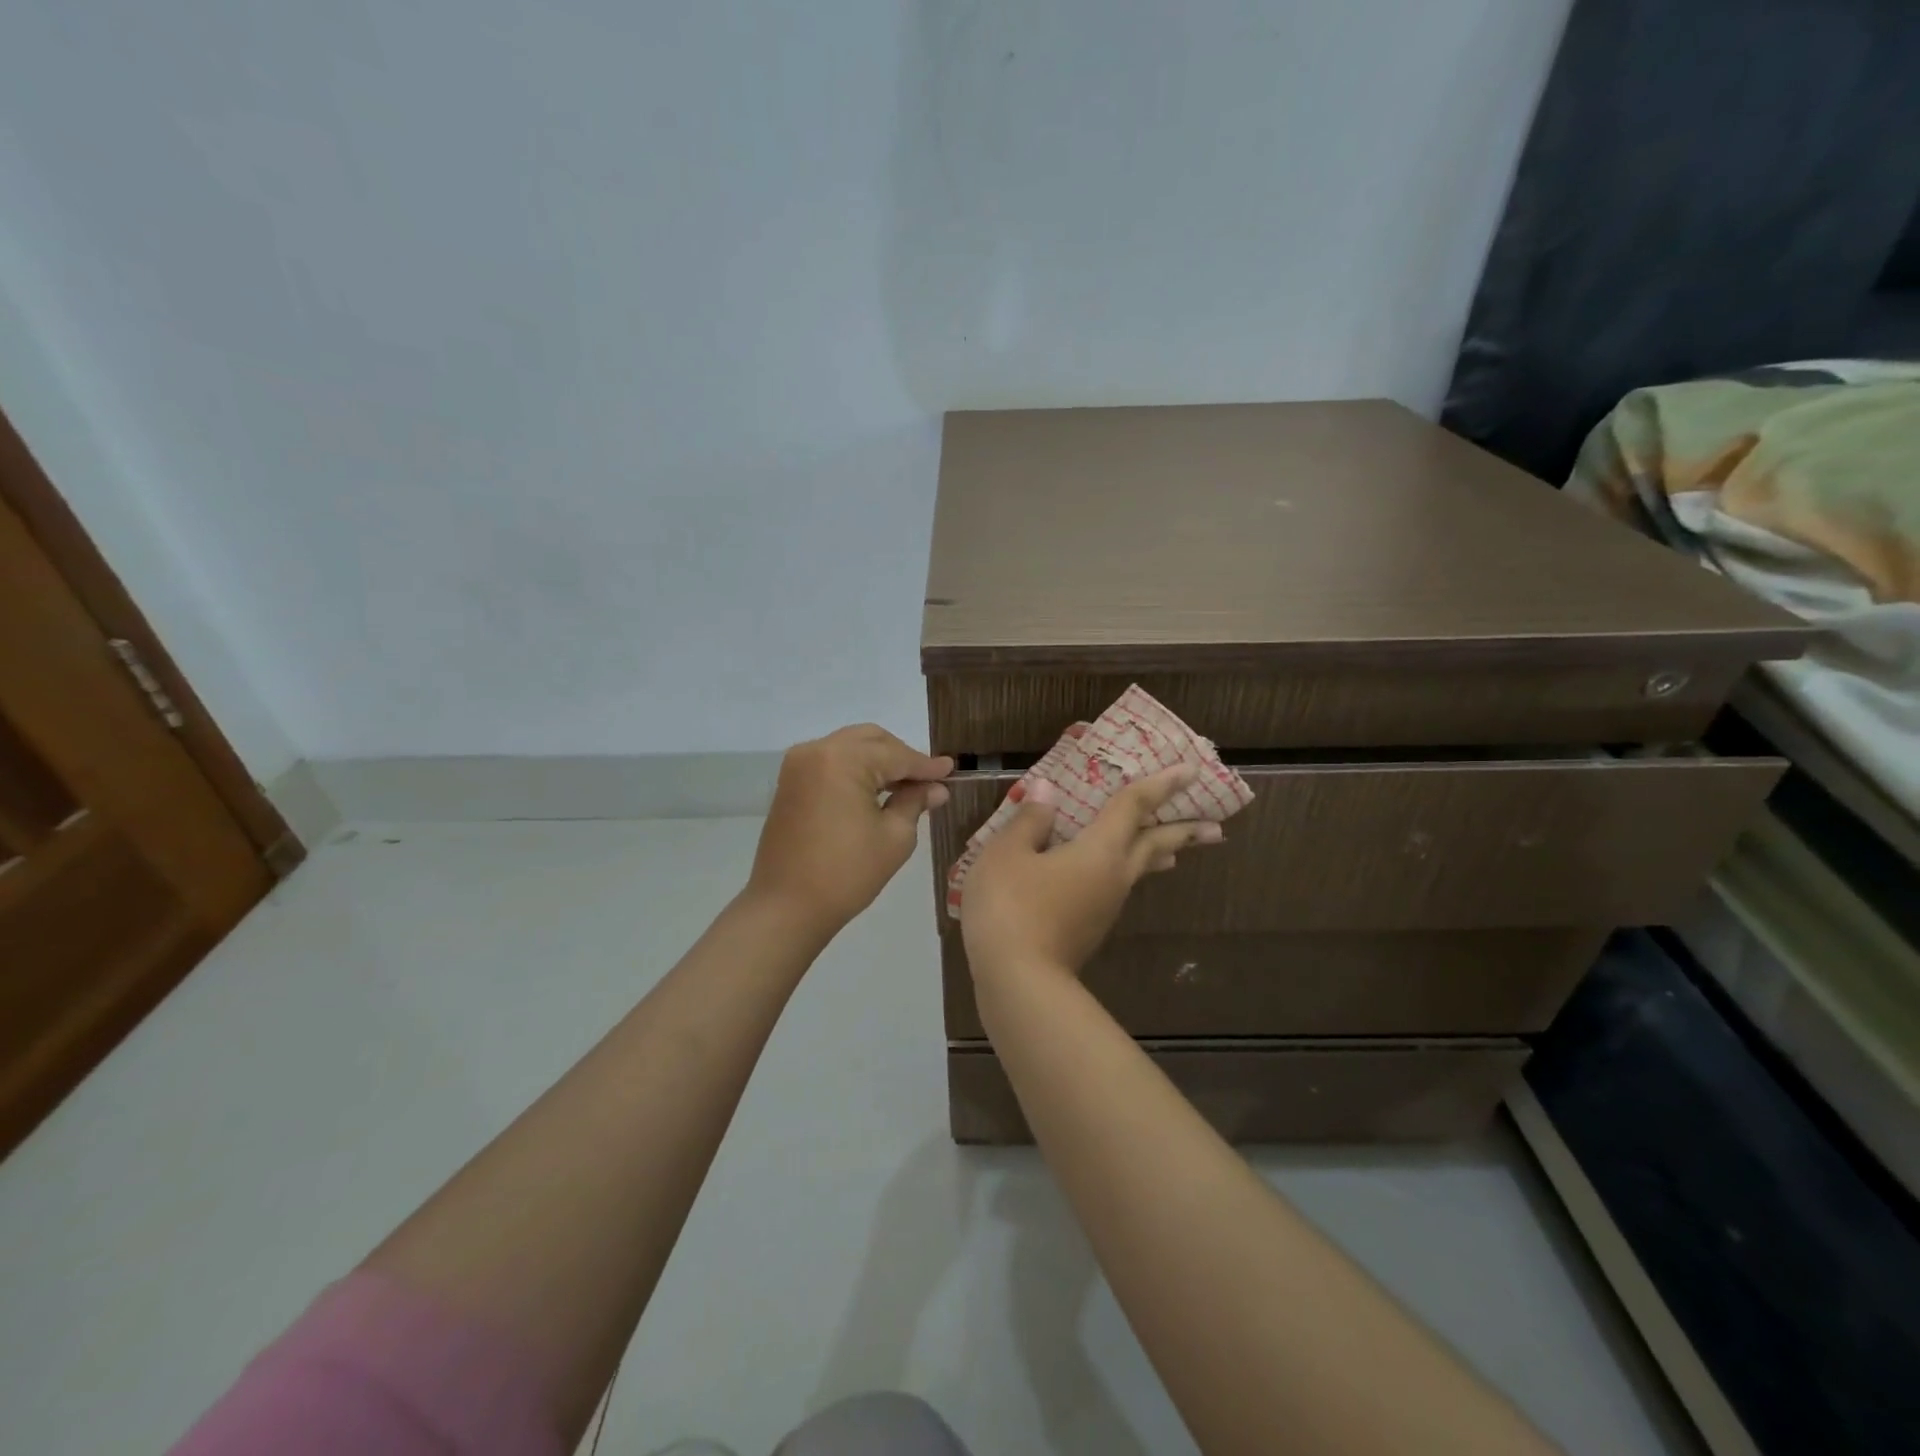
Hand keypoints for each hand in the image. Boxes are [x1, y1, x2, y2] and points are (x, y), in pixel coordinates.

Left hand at [747, 724, 952, 942]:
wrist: (786, 907)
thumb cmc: (847, 873)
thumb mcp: (894, 837)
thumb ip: (915, 802)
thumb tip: (936, 788)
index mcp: (843, 760)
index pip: (896, 755)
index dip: (926, 765)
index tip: (952, 770)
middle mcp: (817, 750)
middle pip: (871, 740)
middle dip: (901, 757)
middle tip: (928, 780)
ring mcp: (799, 765)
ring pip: (851, 747)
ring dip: (879, 761)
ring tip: (906, 786)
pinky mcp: (791, 782)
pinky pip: (832, 762)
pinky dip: (856, 769)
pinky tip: (876, 790)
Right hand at [960, 765, 1222, 980]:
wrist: (1017, 982)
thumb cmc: (1012, 908)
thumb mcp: (1007, 854)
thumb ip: (1030, 820)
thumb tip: (1045, 790)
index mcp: (1100, 851)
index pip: (1134, 807)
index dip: (1160, 785)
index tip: (1190, 770)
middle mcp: (1113, 877)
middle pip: (1155, 847)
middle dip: (1184, 832)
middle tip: (1214, 827)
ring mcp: (1104, 908)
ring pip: (1138, 872)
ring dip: (1157, 856)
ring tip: (1172, 854)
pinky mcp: (1089, 931)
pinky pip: (1116, 890)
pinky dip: (1124, 874)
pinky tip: (1106, 880)